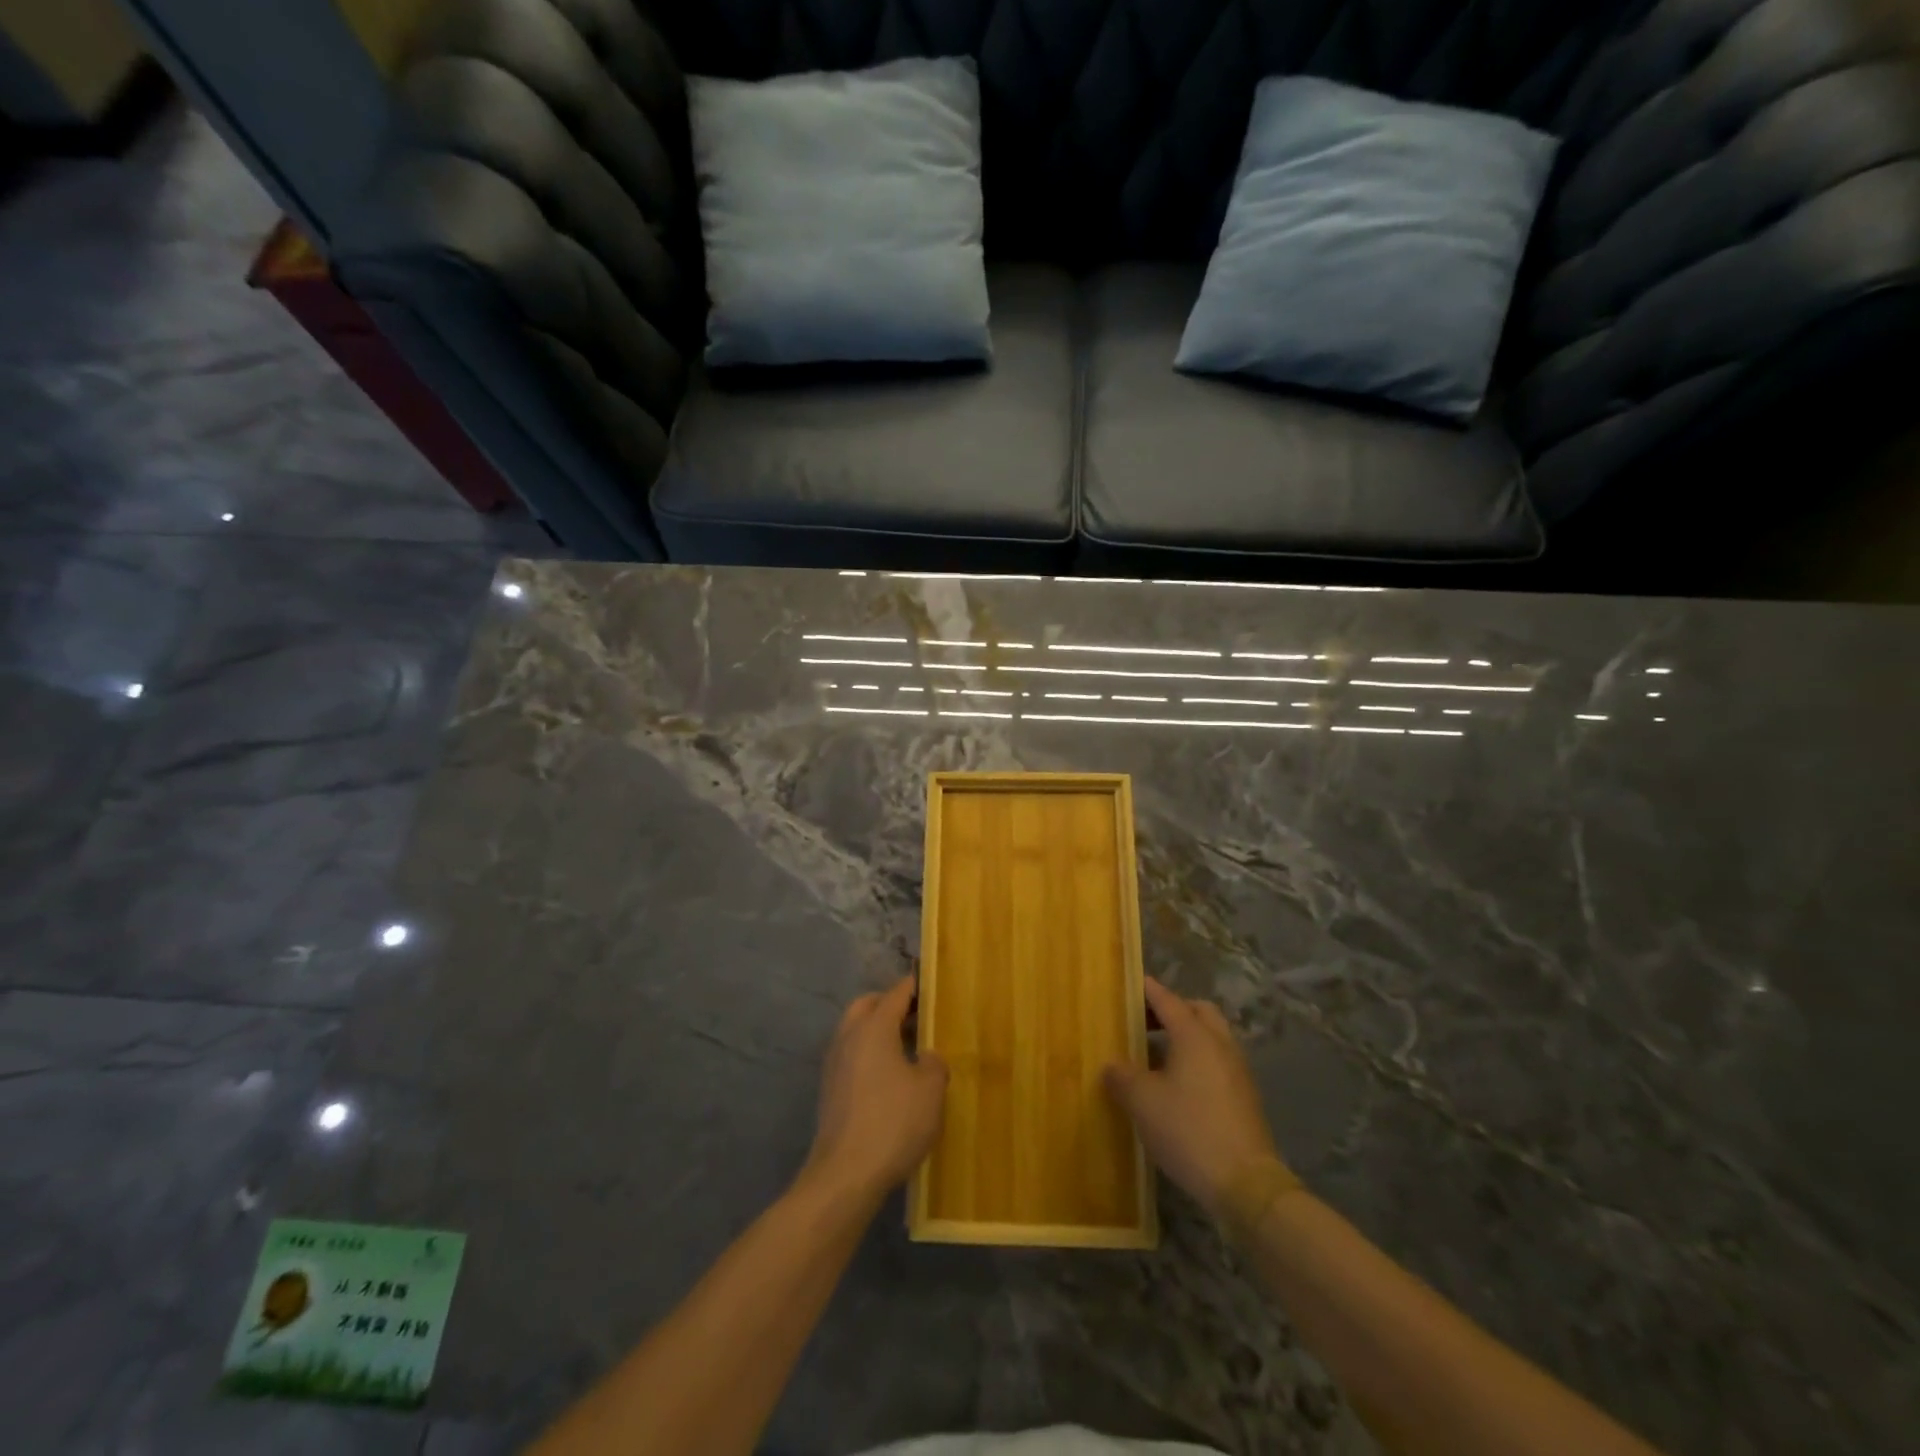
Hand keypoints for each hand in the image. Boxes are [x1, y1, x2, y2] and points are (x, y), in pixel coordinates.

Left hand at [803, 977, 948, 1202]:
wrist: (845, 1174)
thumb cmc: (893, 1122)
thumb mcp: (930, 1089)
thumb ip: (933, 1063)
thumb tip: (925, 1057)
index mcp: (874, 1027)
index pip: (896, 993)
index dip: (915, 987)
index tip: (931, 985)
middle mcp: (849, 1037)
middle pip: (868, 1005)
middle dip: (890, 1004)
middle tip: (917, 1016)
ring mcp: (834, 1063)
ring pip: (855, 1031)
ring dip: (877, 1031)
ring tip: (907, 1048)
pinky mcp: (830, 1090)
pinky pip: (851, 1056)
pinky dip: (869, 1054)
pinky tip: (889, 1078)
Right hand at [1104, 977, 1282, 1216]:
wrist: (1246, 1184)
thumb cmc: (1188, 1130)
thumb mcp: (1142, 1102)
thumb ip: (1122, 1077)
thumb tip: (1112, 1066)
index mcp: (1195, 1036)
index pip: (1168, 1000)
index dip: (1148, 990)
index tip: (1130, 982)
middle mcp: (1220, 1044)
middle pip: (1198, 1012)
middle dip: (1173, 1010)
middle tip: (1145, 1021)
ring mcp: (1238, 1071)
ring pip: (1212, 1038)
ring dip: (1187, 1037)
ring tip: (1157, 1055)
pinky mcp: (1245, 1097)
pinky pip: (1218, 1062)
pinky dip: (1198, 1061)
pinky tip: (1178, 1086)